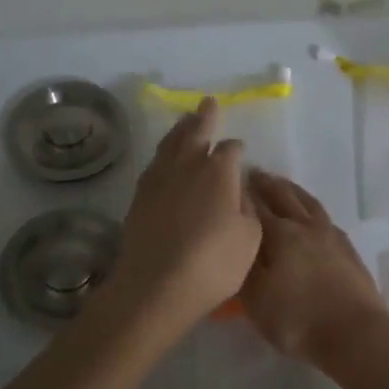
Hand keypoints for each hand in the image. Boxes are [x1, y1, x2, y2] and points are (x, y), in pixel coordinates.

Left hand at [103, 98, 260, 332]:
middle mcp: (188, 166)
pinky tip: (165, 157)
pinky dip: (163, 153)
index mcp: (219, 171)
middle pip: (196, 132)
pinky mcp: (140, 196)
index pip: (230, 150)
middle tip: (207, 102)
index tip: (239, 150)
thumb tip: (238, 189)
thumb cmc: (213, 264)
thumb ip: (247, 208)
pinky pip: (155, 163)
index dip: (236, 149)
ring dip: (181, 129)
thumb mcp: (249, 238)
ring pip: (171, 144)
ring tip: (186, 119)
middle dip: (204, 117)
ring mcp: (159, 179)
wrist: (156, 286)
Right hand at [240, 171, 388, 364]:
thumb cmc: (298, 320)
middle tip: (254, 173)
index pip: (255, 206)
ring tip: (282, 184)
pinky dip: (312, 209)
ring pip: (308, 203)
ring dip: (292, 190)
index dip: (242, 193)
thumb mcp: (256, 300)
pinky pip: (325, 218)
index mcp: (279, 235)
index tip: (230, 180)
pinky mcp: (348, 248)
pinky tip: (312, 215)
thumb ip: (243, 267)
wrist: (356, 334)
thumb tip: (235, 240)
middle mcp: (304, 226)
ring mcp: (330, 235)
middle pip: (283, 196)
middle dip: (267, 184)